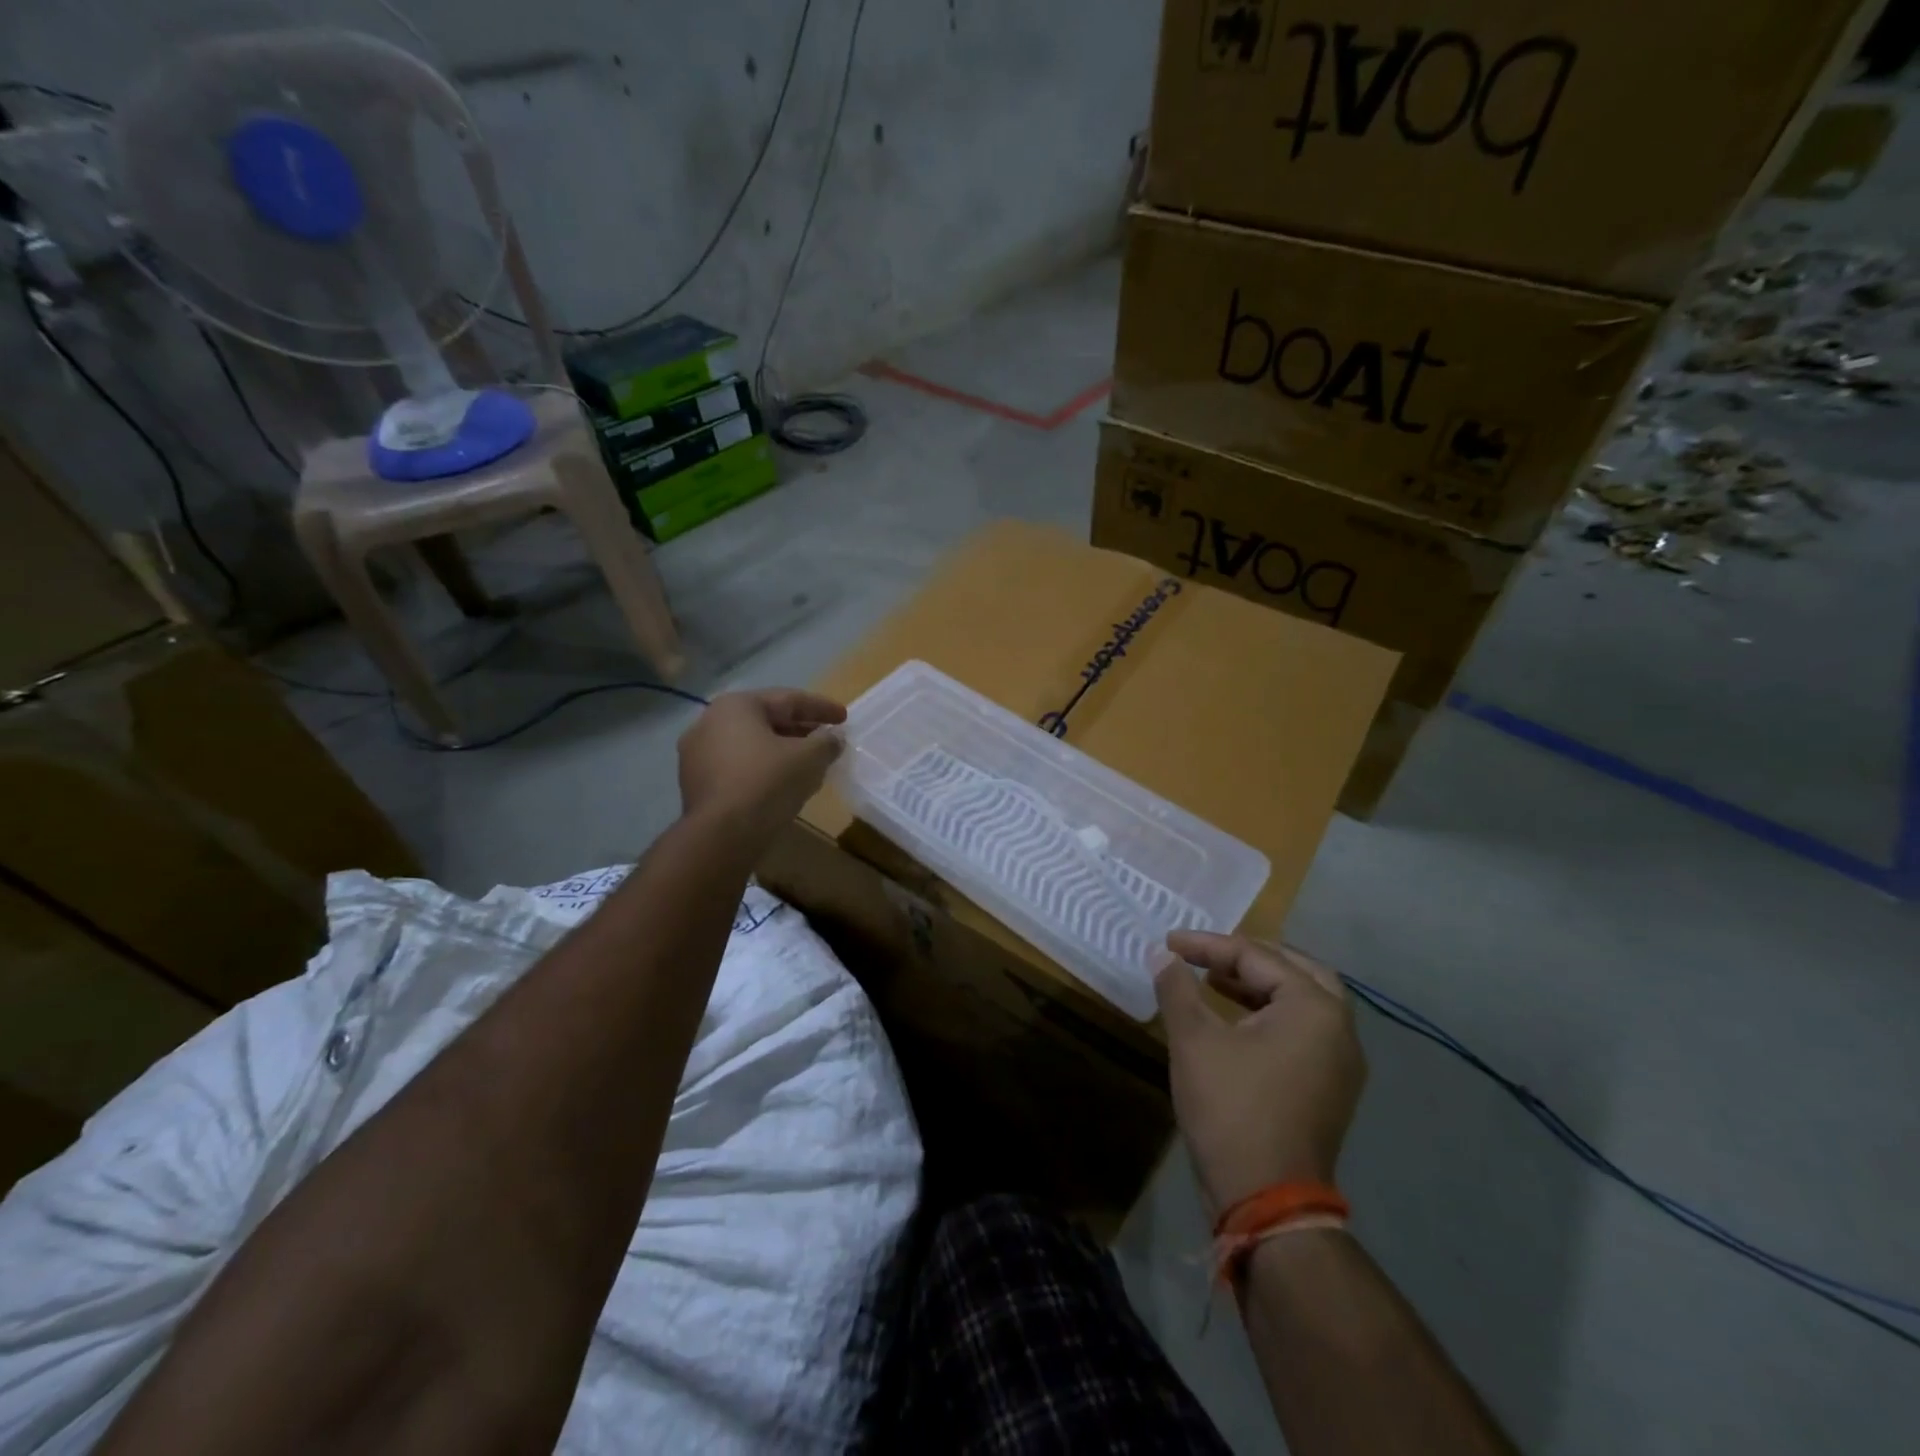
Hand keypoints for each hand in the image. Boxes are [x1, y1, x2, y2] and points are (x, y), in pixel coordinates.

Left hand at [677, 689, 846, 840]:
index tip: (844, 718)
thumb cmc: (767, 782)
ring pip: (751, 745)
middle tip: (827, 739)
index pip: (788, 700)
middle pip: (766, 720)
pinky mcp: (696, 783)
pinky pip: (738, 767)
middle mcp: (709, 722)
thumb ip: (826, 742)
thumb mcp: (809, 758)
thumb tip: (834, 738)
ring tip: (808, 763)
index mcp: (736, 706)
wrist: (722, 835)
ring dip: (781, 751)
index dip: (821, 708)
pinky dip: (763, 768)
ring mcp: (697, 754)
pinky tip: (783, 783)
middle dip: (800, 730)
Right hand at [1156, 932, 1365, 1212]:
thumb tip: (1161, 955)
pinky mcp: (1330, 1087)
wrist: (1268, 1201)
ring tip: (1213, 981)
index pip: (1256, 956)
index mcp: (1313, 1007)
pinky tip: (1235, 1021)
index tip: (1168, 943)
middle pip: (1294, 969)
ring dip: (1258, 985)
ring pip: (1302, 1001)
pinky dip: (1270, 1014)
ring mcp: (1340, 1062)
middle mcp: (1339, 1028)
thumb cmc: (1231, 1109)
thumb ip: (1178, 988)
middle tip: (1206, 954)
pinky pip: (1303, 1030)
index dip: (1207, 946)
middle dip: (1247, 957)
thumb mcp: (1194, 1040)